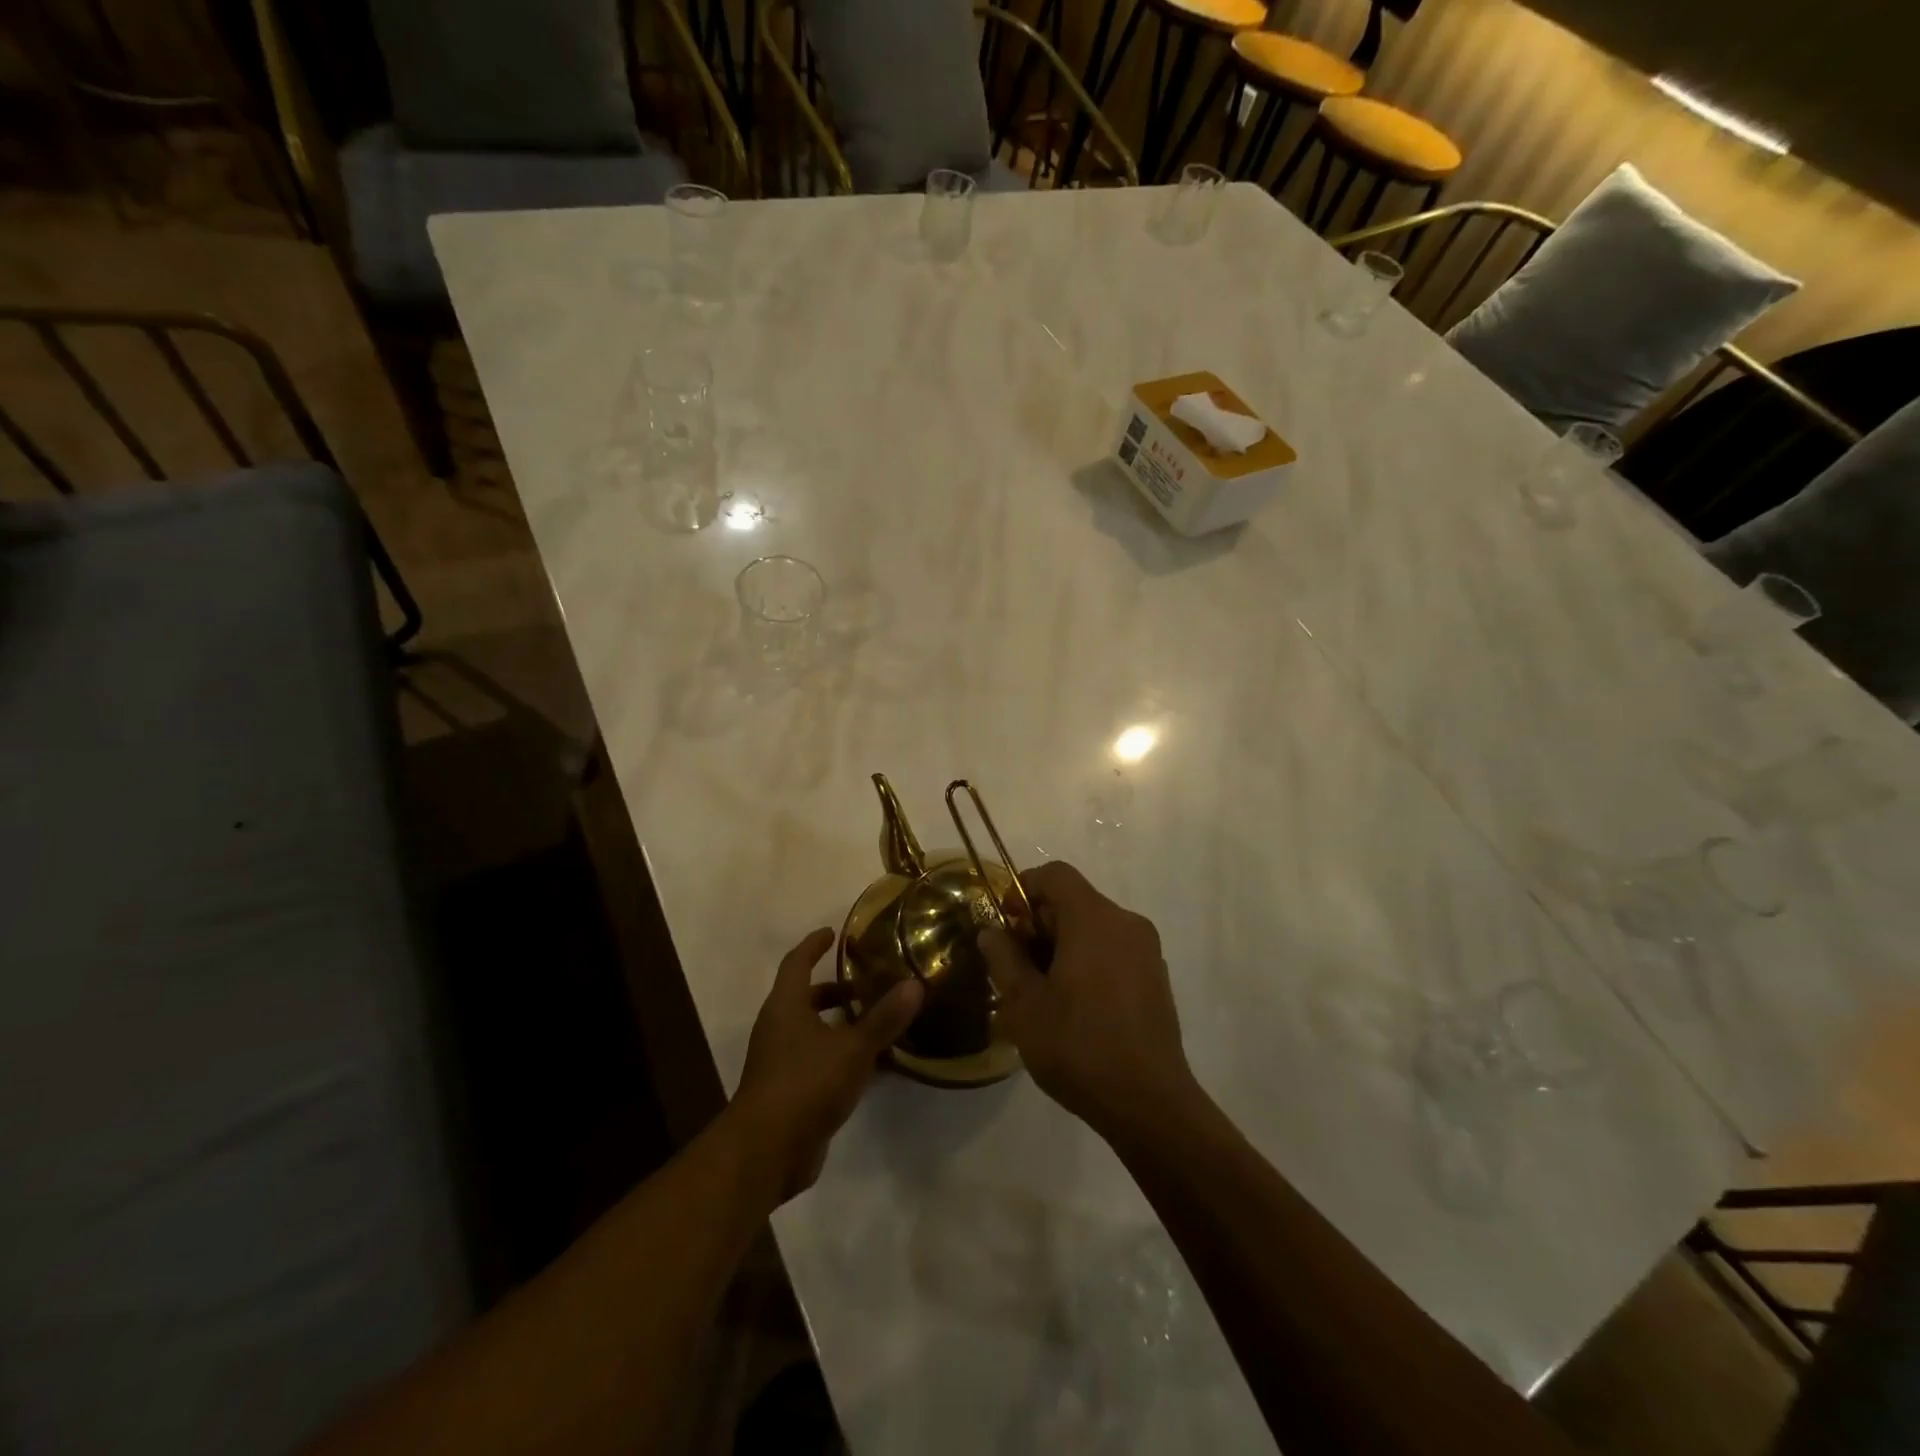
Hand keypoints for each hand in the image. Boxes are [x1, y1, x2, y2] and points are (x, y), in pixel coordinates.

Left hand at [730, 928, 924, 1205]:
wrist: (766, 1152)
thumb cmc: (805, 1084)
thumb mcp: (853, 1048)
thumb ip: (884, 1018)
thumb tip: (915, 984)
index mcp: (785, 1006)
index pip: (797, 962)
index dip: (814, 945)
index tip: (832, 933)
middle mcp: (778, 1028)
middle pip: (804, 998)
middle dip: (833, 990)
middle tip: (866, 983)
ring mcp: (780, 1062)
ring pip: (811, 1031)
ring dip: (839, 1024)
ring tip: (875, 1021)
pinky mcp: (788, 1092)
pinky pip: (817, 1061)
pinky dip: (840, 1055)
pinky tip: (872, 1066)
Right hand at [980, 862, 1197, 1143]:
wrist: (1148, 1103)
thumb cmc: (1078, 1046)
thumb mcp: (1024, 1004)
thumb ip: (1004, 959)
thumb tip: (992, 933)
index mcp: (1094, 918)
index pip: (1055, 874)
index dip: (1023, 889)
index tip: (1005, 925)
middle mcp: (1126, 923)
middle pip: (1075, 900)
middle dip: (1040, 923)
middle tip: (1016, 965)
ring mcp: (1147, 951)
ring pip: (1094, 927)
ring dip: (1063, 944)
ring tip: (1041, 990)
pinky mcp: (1156, 978)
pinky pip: (1114, 950)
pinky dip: (1089, 960)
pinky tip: (1075, 1006)